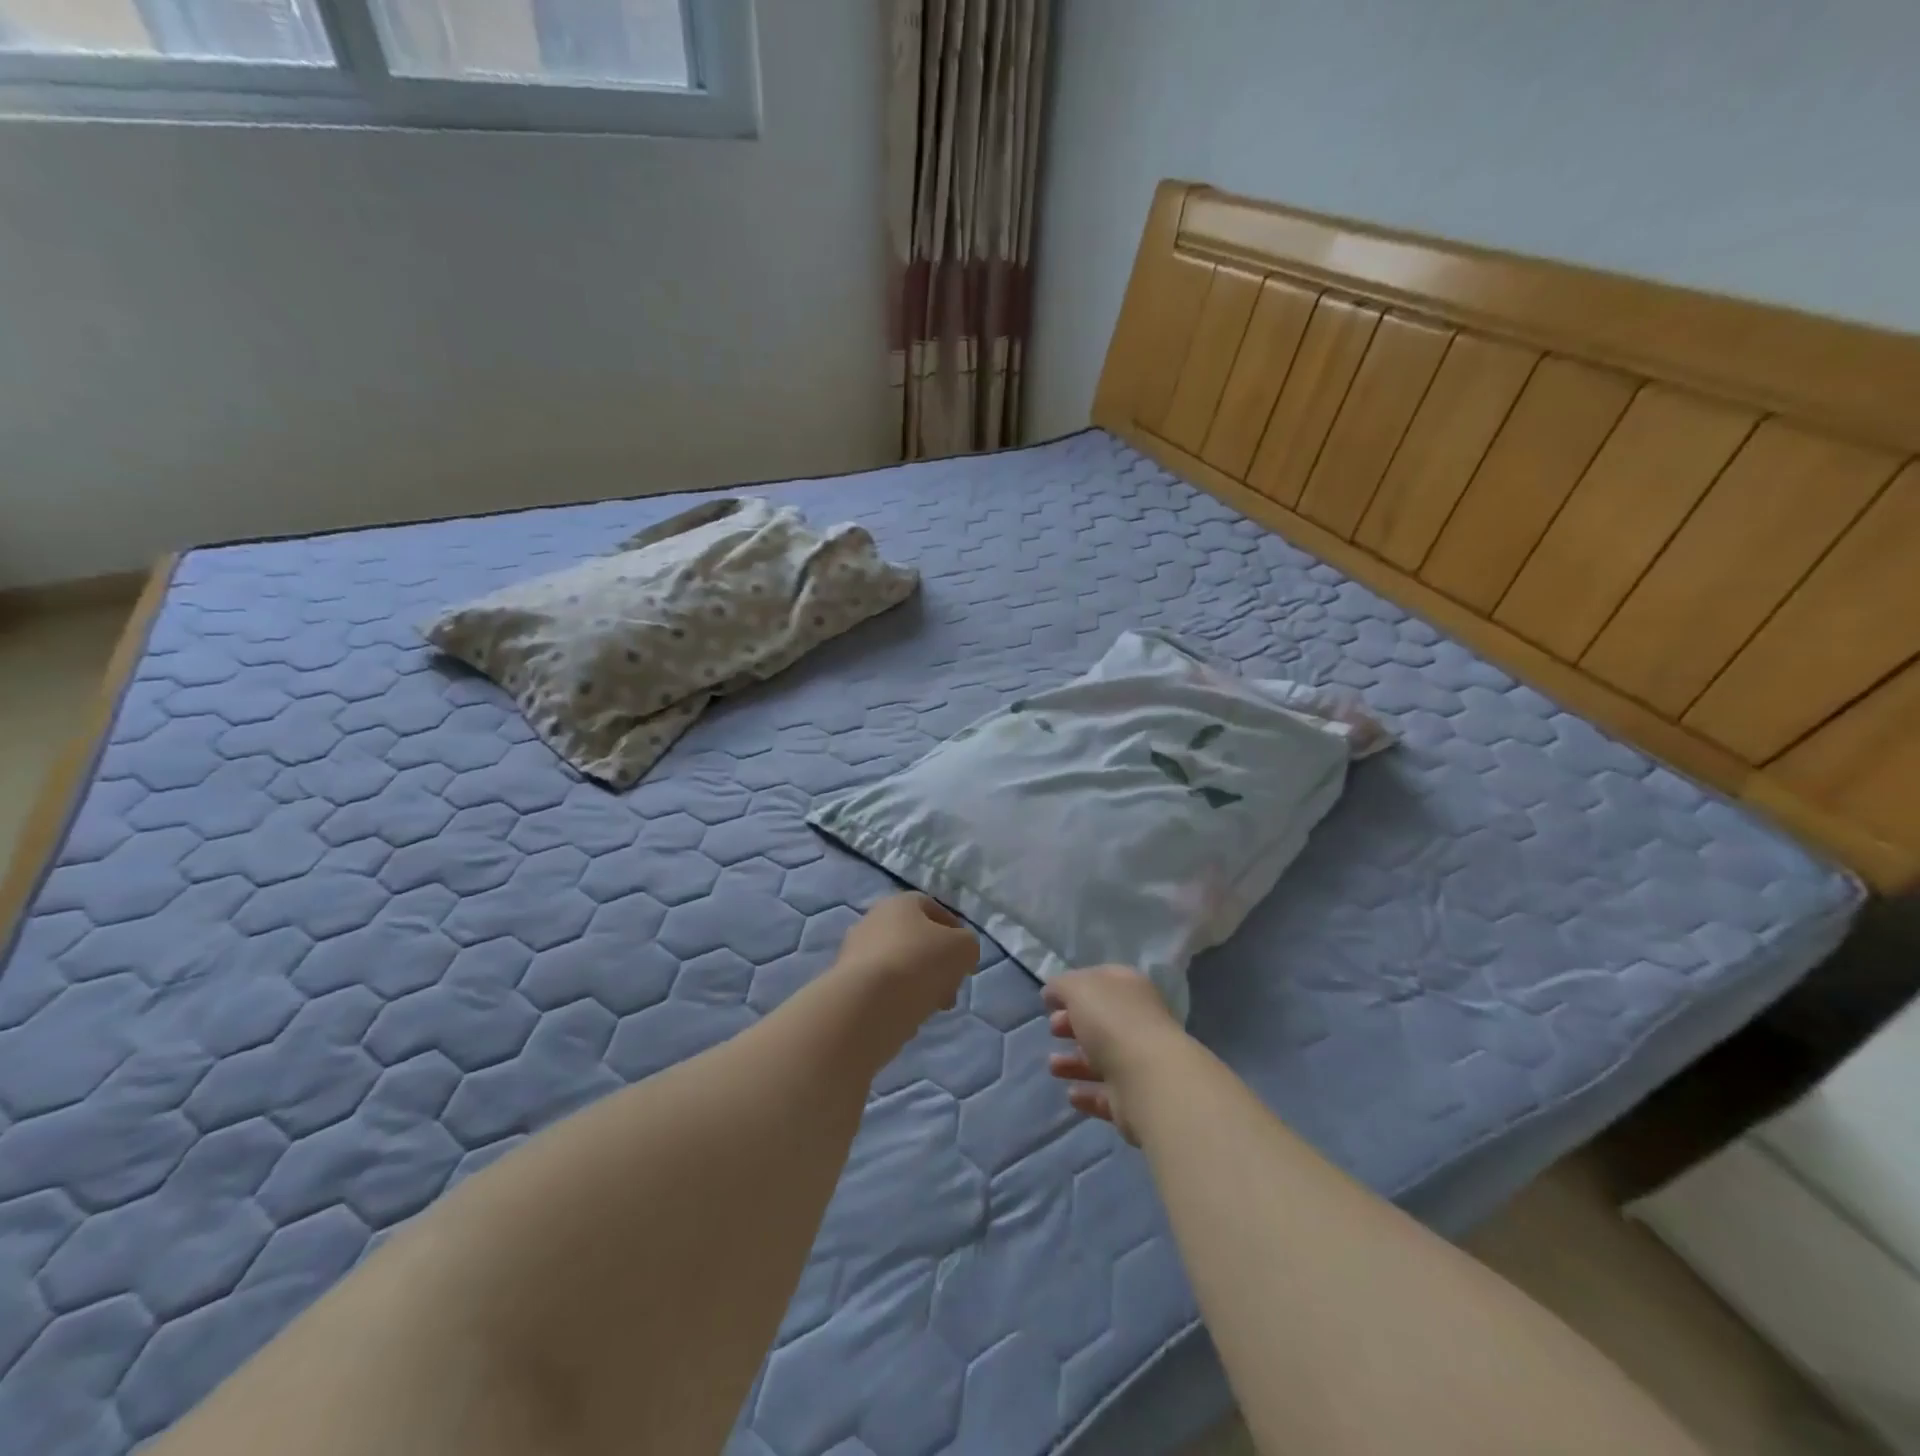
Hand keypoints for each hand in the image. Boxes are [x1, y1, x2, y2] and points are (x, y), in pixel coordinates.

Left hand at [833, 893, 978, 1028]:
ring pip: (898, 966)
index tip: (965, 960)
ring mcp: (854, 952)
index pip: (933, 909)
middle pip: (915, 941)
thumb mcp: (963, 949)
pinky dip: (895, 1001)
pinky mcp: (844, 983)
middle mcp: (872, 920)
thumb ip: (967, 946)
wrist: (867, 1003)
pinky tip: (906, 1018)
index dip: (955, 933)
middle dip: (937, 966)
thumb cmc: (920, 962)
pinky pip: (880, 990)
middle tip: (950, 990)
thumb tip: (960, 954)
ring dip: (918, 985)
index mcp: (900, 903)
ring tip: (931, 1009)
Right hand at [1045, 965, 1185, 1143]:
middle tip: (1052, 1029)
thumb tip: (1052, 992)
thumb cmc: (1112, 1022)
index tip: (1050, 1001)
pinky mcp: (1134, 1098)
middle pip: (1101, 1021)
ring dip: (1075, 1062)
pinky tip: (1071, 1094)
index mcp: (1130, 989)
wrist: (1148, 1079)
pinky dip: (1088, 1094)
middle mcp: (1138, 1022)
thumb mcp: (1078, 988)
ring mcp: (1139, 1062)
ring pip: (1101, 1058)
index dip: (1075, 987)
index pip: (1101, 981)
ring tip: (1053, 1066)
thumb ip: (1061, 986)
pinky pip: (1106, 1093)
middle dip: (1073, 1024)